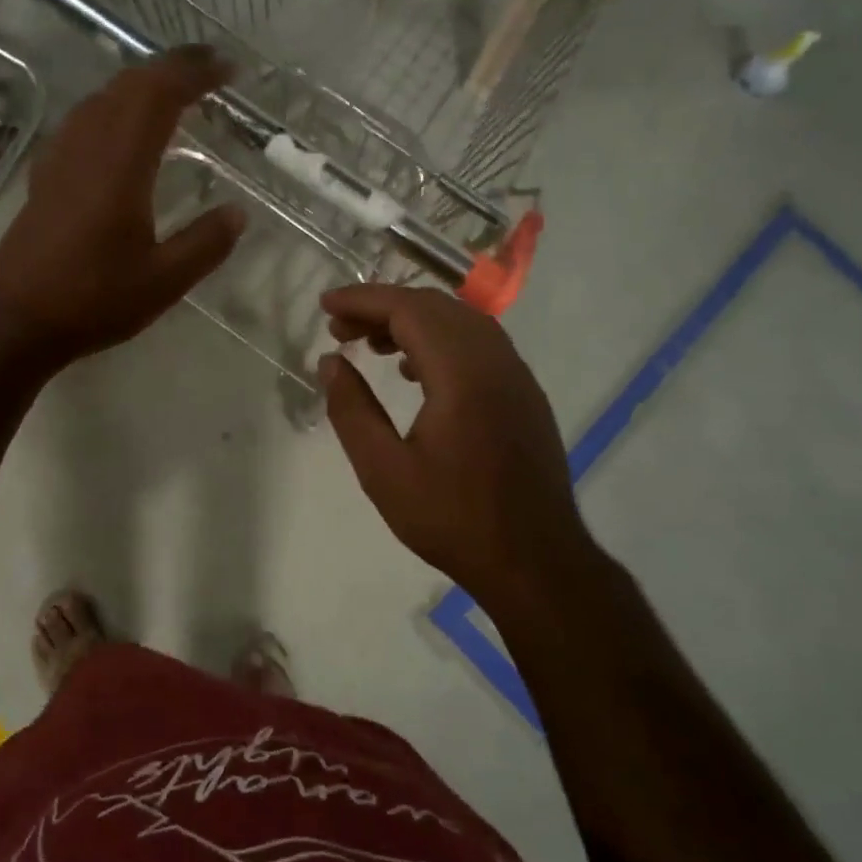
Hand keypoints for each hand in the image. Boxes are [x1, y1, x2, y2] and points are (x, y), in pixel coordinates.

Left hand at [0, 47, 245, 366]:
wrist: (14, 320)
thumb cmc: (92, 299)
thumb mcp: (164, 281)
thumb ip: (205, 243)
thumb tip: (238, 213)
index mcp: (121, 163)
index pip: (160, 94)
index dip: (196, 72)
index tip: (229, 69)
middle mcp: (87, 146)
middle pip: (129, 84)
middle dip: (171, 68)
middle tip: (210, 70)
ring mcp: (61, 158)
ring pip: (102, 98)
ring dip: (141, 85)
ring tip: (175, 93)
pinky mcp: (46, 176)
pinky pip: (85, 120)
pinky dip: (116, 108)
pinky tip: (124, 132)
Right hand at [320, 284, 588, 601]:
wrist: (535, 561)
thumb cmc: (453, 519)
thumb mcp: (384, 471)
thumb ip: (352, 410)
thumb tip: (331, 363)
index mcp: (463, 373)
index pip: (408, 309)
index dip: (363, 300)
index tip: (326, 304)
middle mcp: (496, 361)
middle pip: (436, 307)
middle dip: (384, 307)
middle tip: (339, 329)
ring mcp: (517, 376)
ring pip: (461, 322)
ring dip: (414, 322)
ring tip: (371, 345)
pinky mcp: (525, 395)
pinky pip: (480, 345)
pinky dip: (440, 341)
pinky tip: (415, 371)